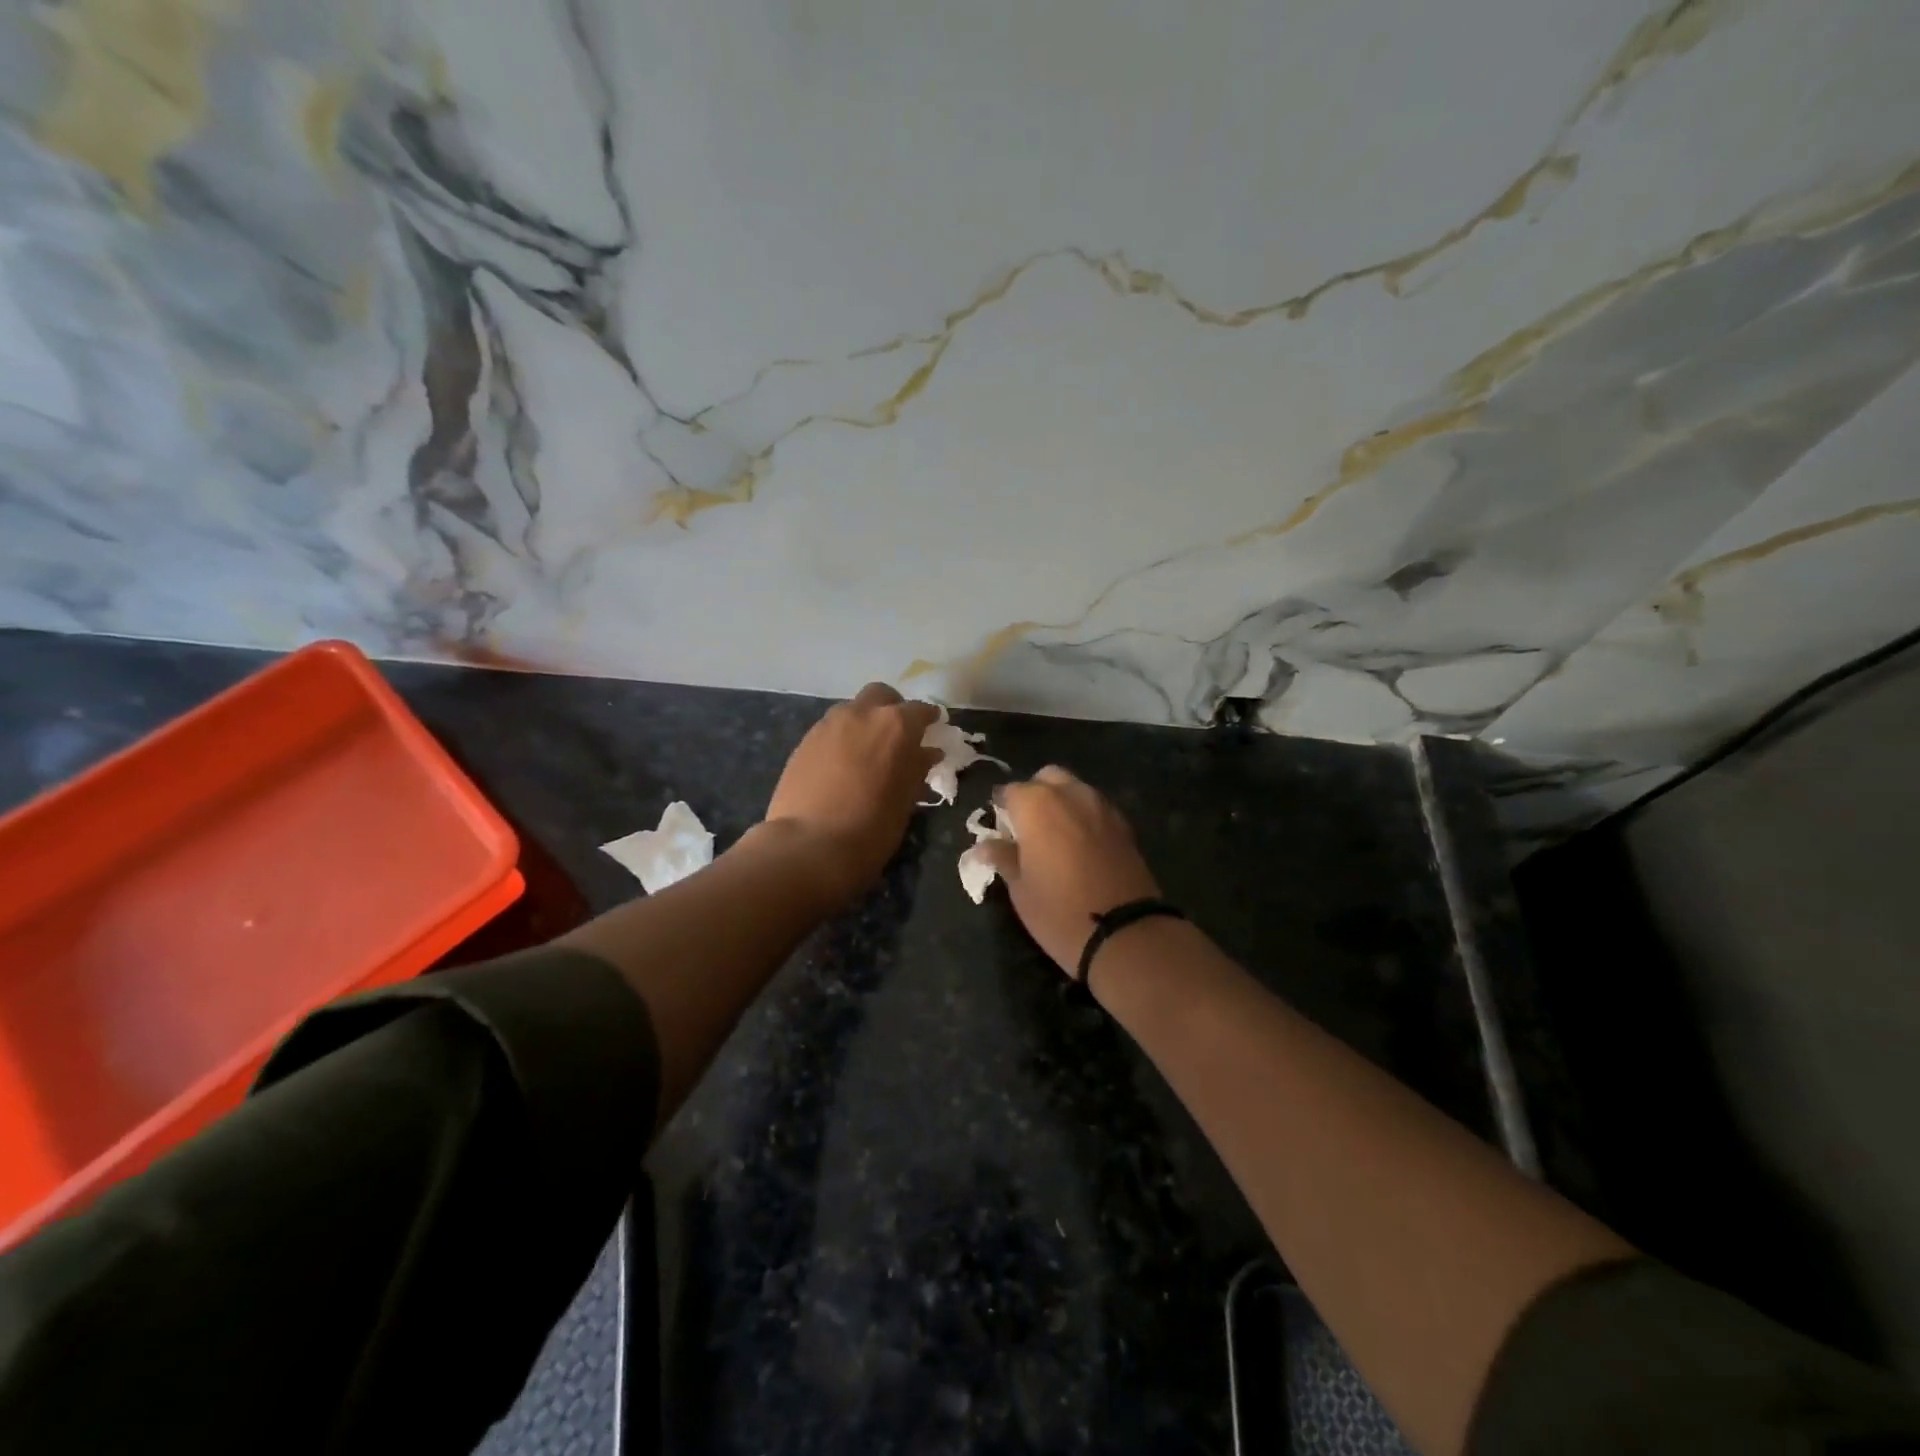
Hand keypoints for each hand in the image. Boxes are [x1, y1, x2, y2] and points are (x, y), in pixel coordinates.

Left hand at [762, 683, 940, 907]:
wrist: (809, 846)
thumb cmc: (872, 827)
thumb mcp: (905, 800)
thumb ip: (917, 768)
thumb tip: (927, 753)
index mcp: (896, 725)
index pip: (920, 710)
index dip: (928, 720)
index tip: (932, 730)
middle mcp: (862, 714)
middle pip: (881, 695)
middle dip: (892, 709)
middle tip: (897, 736)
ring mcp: (828, 724)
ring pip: (852, 710)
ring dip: (864, 722)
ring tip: (867, 753)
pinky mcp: (804, 741)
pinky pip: (830, 729)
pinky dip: (842, 739)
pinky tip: (842, 765)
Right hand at [981, 766, 1161, 977]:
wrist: (1124, 932)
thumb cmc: (1058, 911)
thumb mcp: (1020, 888)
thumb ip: (1003, 857)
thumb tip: (982, 847)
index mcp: (1036, 804)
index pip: (1010, 791)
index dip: (1002, 807)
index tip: (999, 827)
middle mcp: (1070, 794)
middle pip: (1047, 778)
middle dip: (1035, 794)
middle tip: (1027, 827)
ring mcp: (1101, 806)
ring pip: (1075, 788)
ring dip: (1062, 801)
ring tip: (1054, 835)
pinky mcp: (1124, 824)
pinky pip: (1096, 807)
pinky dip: (1084, 816)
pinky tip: (1080, 844)